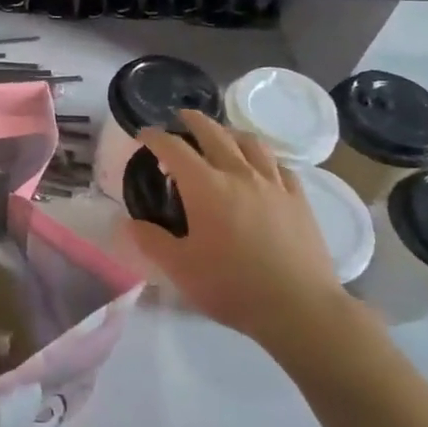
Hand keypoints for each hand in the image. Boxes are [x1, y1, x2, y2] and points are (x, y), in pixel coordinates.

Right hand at [122, 111, 365, 362]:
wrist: (299, 307)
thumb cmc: (232, 286)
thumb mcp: (180, 268)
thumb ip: (151, 241)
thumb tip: (128, 222)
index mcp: (206, 187)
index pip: (174, 148)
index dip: (155, 137)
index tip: (143, 135)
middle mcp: (239, 174)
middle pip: (214, 133)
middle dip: (193, 121)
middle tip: (181, 119)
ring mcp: (273, 184)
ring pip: (250, 142)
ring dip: (230, 132)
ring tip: (221, 135)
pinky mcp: (298, 199)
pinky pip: (279, 164)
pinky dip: (262, 156)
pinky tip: (261, 165)